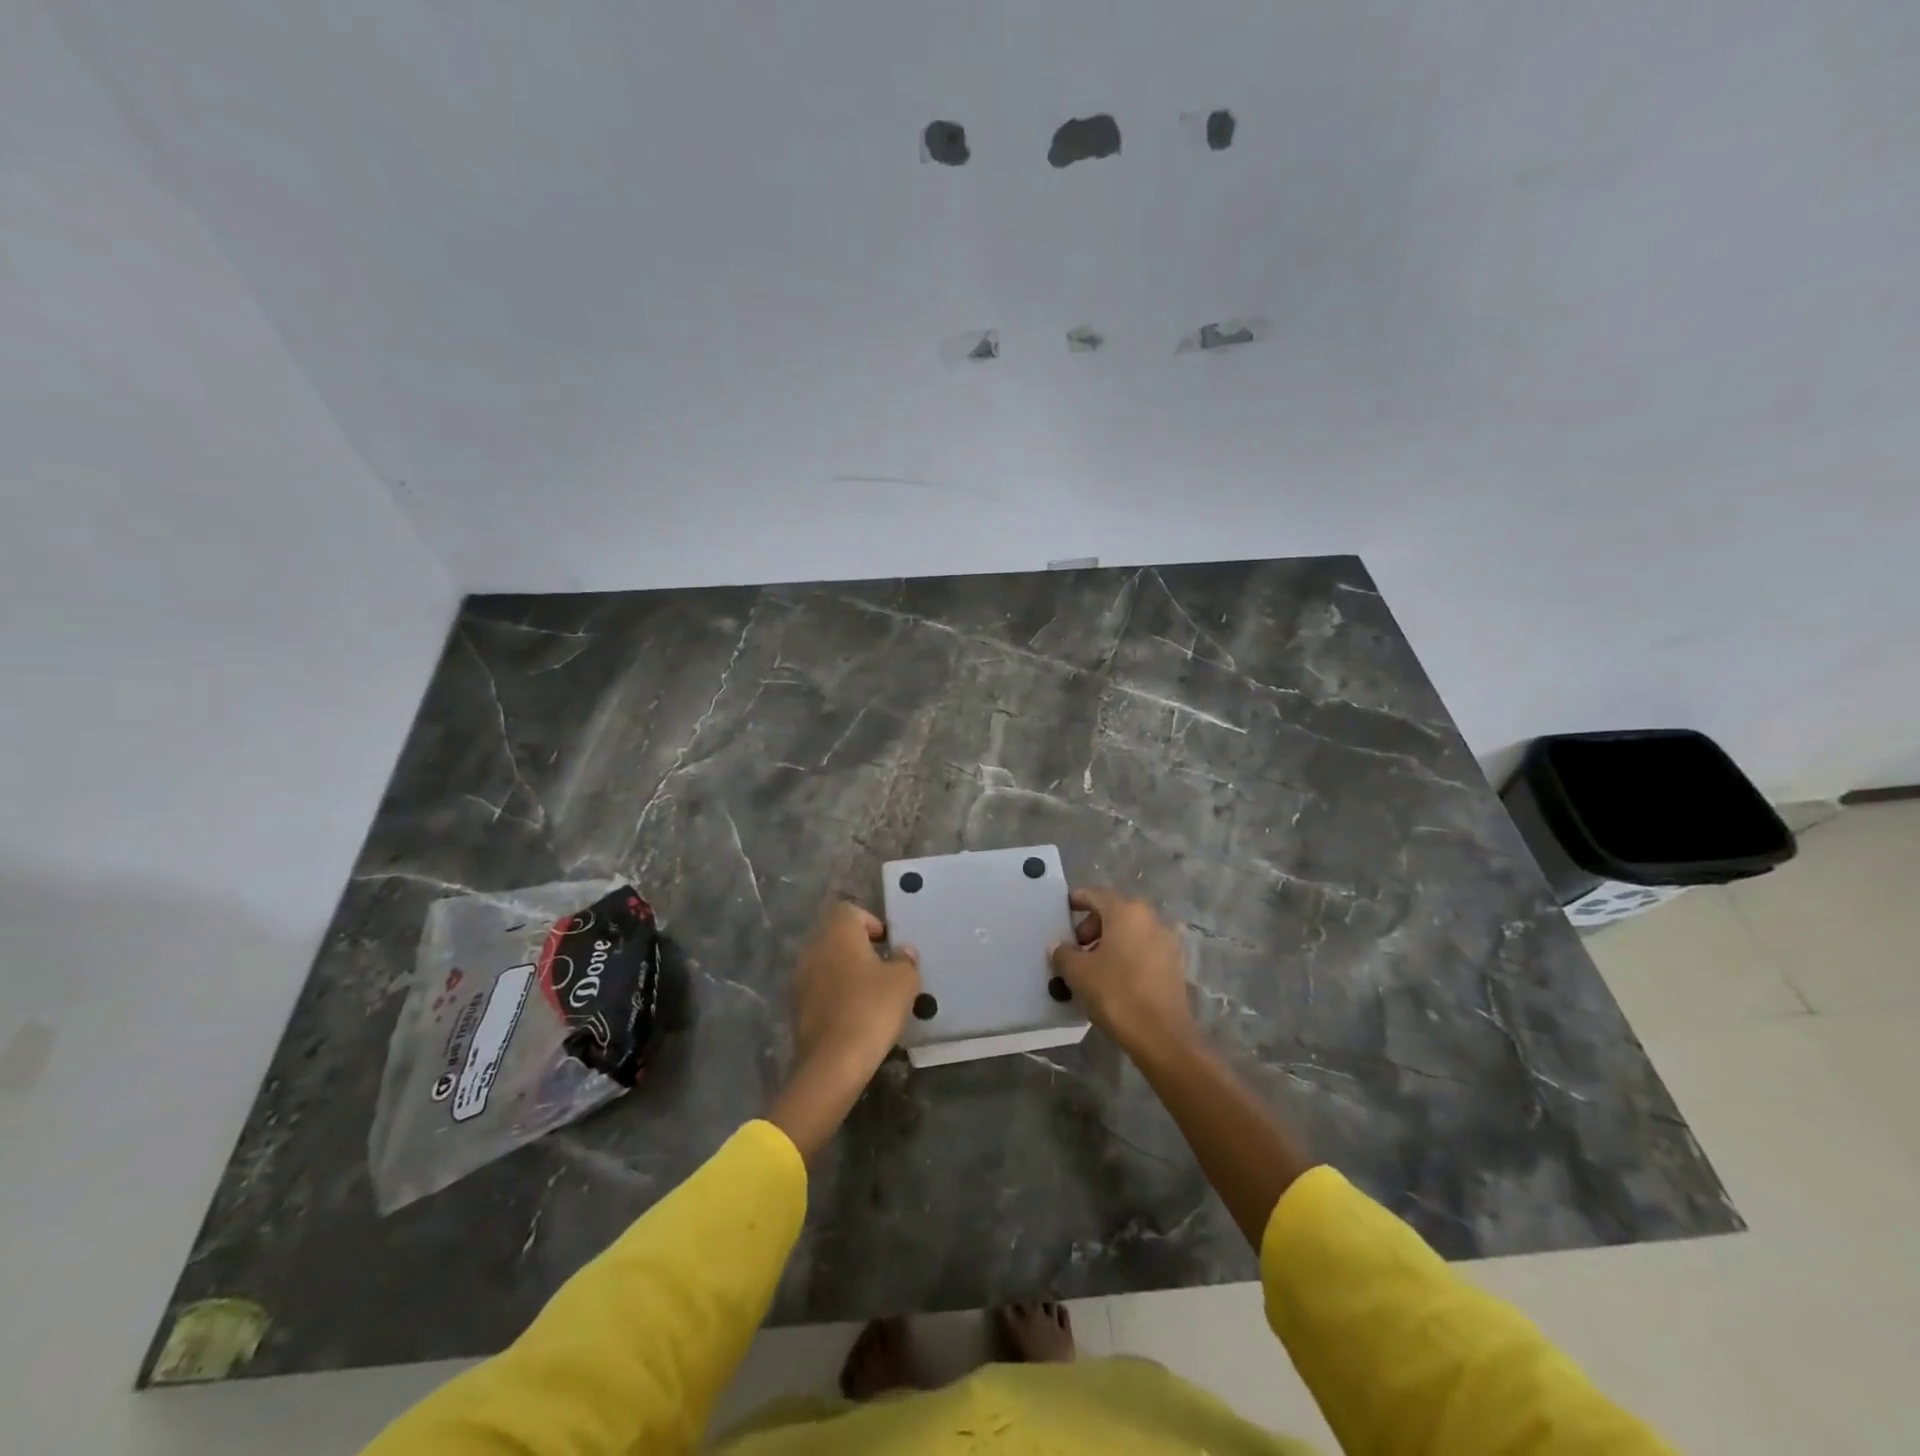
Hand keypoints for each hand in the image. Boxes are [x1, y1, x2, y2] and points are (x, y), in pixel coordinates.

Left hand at [768, 900, 919, 1160]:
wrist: (833, 1063)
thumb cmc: (872, 1009)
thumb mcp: (904, 981)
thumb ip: (905, 959)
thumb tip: (902, 950)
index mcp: (838, 933)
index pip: (850, 910)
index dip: (871, 922)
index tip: (888, 945)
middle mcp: (813, 949)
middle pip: (836, 936)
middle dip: (859, 948)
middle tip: (883, 968)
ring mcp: (800, 978)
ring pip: (827, 963)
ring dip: (846, 971)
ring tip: (871, 993)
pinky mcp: (796, 1007)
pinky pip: (820, 988)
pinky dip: (835, 993)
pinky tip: (855, 1014)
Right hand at [1048, 887, 1193, 1058]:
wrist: (1162, 1035)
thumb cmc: (1116, 993)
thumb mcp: (1078, 973)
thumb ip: (1063, 953)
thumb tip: (1058, 946)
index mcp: (1125, 911)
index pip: (1095, 895)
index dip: (1076, 900)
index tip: (1062, 911)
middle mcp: (1149, 917)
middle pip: (1114, 911)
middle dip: (1091, 926)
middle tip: (1075, 948)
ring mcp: (1166, 940)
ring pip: (1130, 930)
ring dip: (1109, 941)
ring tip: (1092, 966)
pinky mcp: (1174, 963)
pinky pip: (1143, 947)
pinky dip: (1127, 954)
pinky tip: (1114, 977)